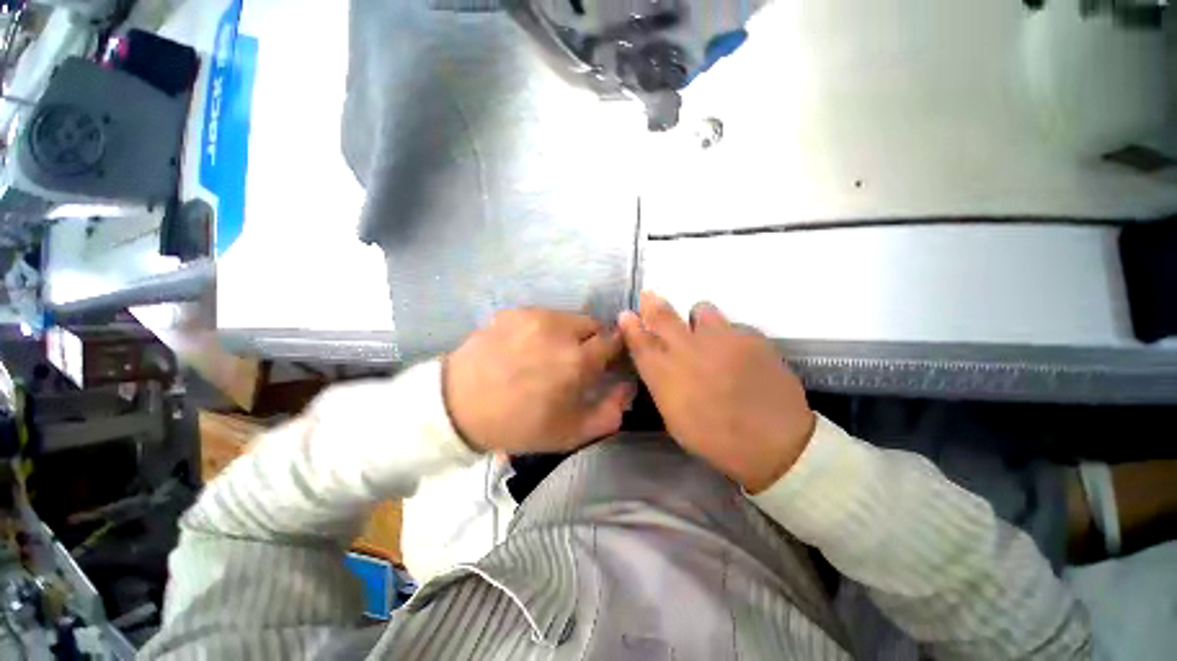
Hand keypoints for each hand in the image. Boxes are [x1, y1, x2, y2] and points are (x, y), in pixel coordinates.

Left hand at [444, 309, 635, 454]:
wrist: (457, 407)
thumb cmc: (518, 424)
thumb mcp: (570, 434)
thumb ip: (610, 412)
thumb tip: (627, 386)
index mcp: (577, 360)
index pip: (614, 341)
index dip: (614, 351)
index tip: (606, 362)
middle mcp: (559, 330)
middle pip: (595, 324)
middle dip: (593, 342)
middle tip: (575, 362)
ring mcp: (534, 316)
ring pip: (569, 318)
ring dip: (569, 334)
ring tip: (549, 354)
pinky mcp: (514, 311)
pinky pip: (543, 316)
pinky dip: (545, 329)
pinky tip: (526, 348)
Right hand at [618, 292, 815, 492]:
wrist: (776, 443)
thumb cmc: (717, 440)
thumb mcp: (675, 420)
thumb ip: (662, 385)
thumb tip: (657, 363)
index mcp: (667, 375)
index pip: (640, 341)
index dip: (630, 326)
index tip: (626, 315)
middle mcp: (689, 349)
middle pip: (663, 315)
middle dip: (652, 303)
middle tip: (649, 297)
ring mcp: (721, 338)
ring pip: (700, 310)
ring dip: (696, 319)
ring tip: (705, 334)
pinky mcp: (751, 336)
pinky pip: (732, 325)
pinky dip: (728, 335)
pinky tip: (738, 355)